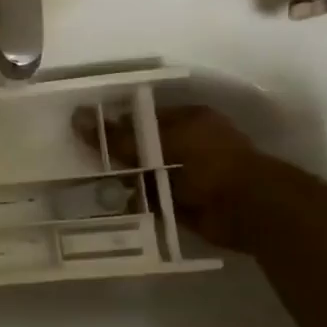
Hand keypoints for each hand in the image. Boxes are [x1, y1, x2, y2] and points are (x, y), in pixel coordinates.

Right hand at [73, 103, 264, 249]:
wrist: (248, 209)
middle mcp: (192, 143)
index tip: (87, 133)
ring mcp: (190, 175)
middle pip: (144, 146)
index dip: (116, 124)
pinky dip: (136, 202)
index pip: (144, 117)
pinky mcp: (186, 203)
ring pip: (146, 174)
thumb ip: (119, 136)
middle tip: (82, 160)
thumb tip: (78, 117)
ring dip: (125, 180)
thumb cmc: (207, 163)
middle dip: (118, 155)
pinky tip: (109, 204)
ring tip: (89, 184)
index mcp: (190, 119)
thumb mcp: (158, 143)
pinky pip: (152, 199)